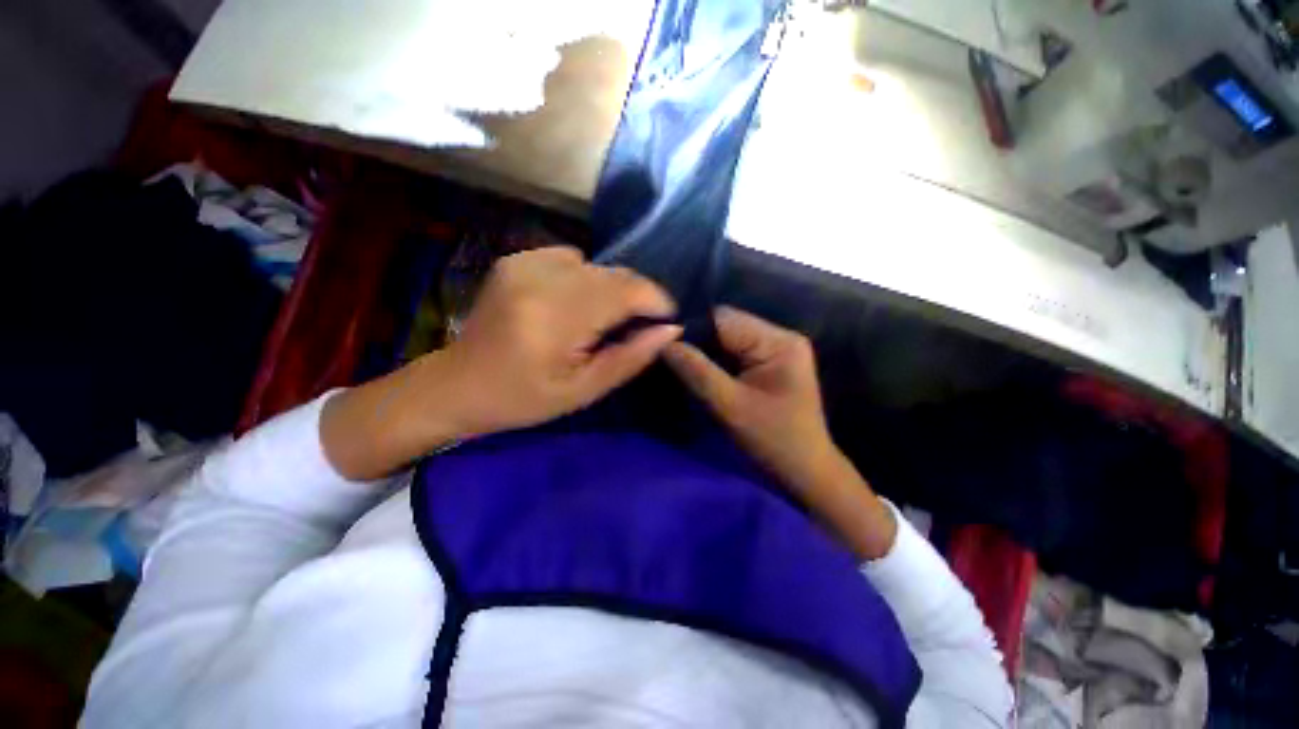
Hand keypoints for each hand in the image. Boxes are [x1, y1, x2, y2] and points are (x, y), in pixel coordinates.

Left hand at [441, 246, 681, 436]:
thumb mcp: (584, 390)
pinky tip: (572, 304)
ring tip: (600, 320)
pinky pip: (571, 258)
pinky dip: (585, 279)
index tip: (667, 319)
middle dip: (637, 296)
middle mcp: (539, 279)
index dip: (656, 300)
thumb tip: (670, 329)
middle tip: (637, 326)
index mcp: (555, 318)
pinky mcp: (516, 258)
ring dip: (611, 289)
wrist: (458, 384)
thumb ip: (631, 357)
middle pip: (614, 274)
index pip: (625, 290)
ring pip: (597, 264)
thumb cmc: (523, 399)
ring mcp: (524, 263)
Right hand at [663, 307, 833, 493]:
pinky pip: (734, 353)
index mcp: (778, 342)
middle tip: (669, 359)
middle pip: (726, 327)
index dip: (692, 329)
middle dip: (697, 342)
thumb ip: (696, 371)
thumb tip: (663, 343)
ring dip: (705, 353)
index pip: (724, 319)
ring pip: (727, 340)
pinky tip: (700, 372)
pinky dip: (715, 361)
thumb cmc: (773, 441)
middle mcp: (780, 337)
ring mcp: (776, 350)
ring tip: (680, 366)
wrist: (805, 472)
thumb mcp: (730, 407)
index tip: (663, 345)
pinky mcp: (770, 363)